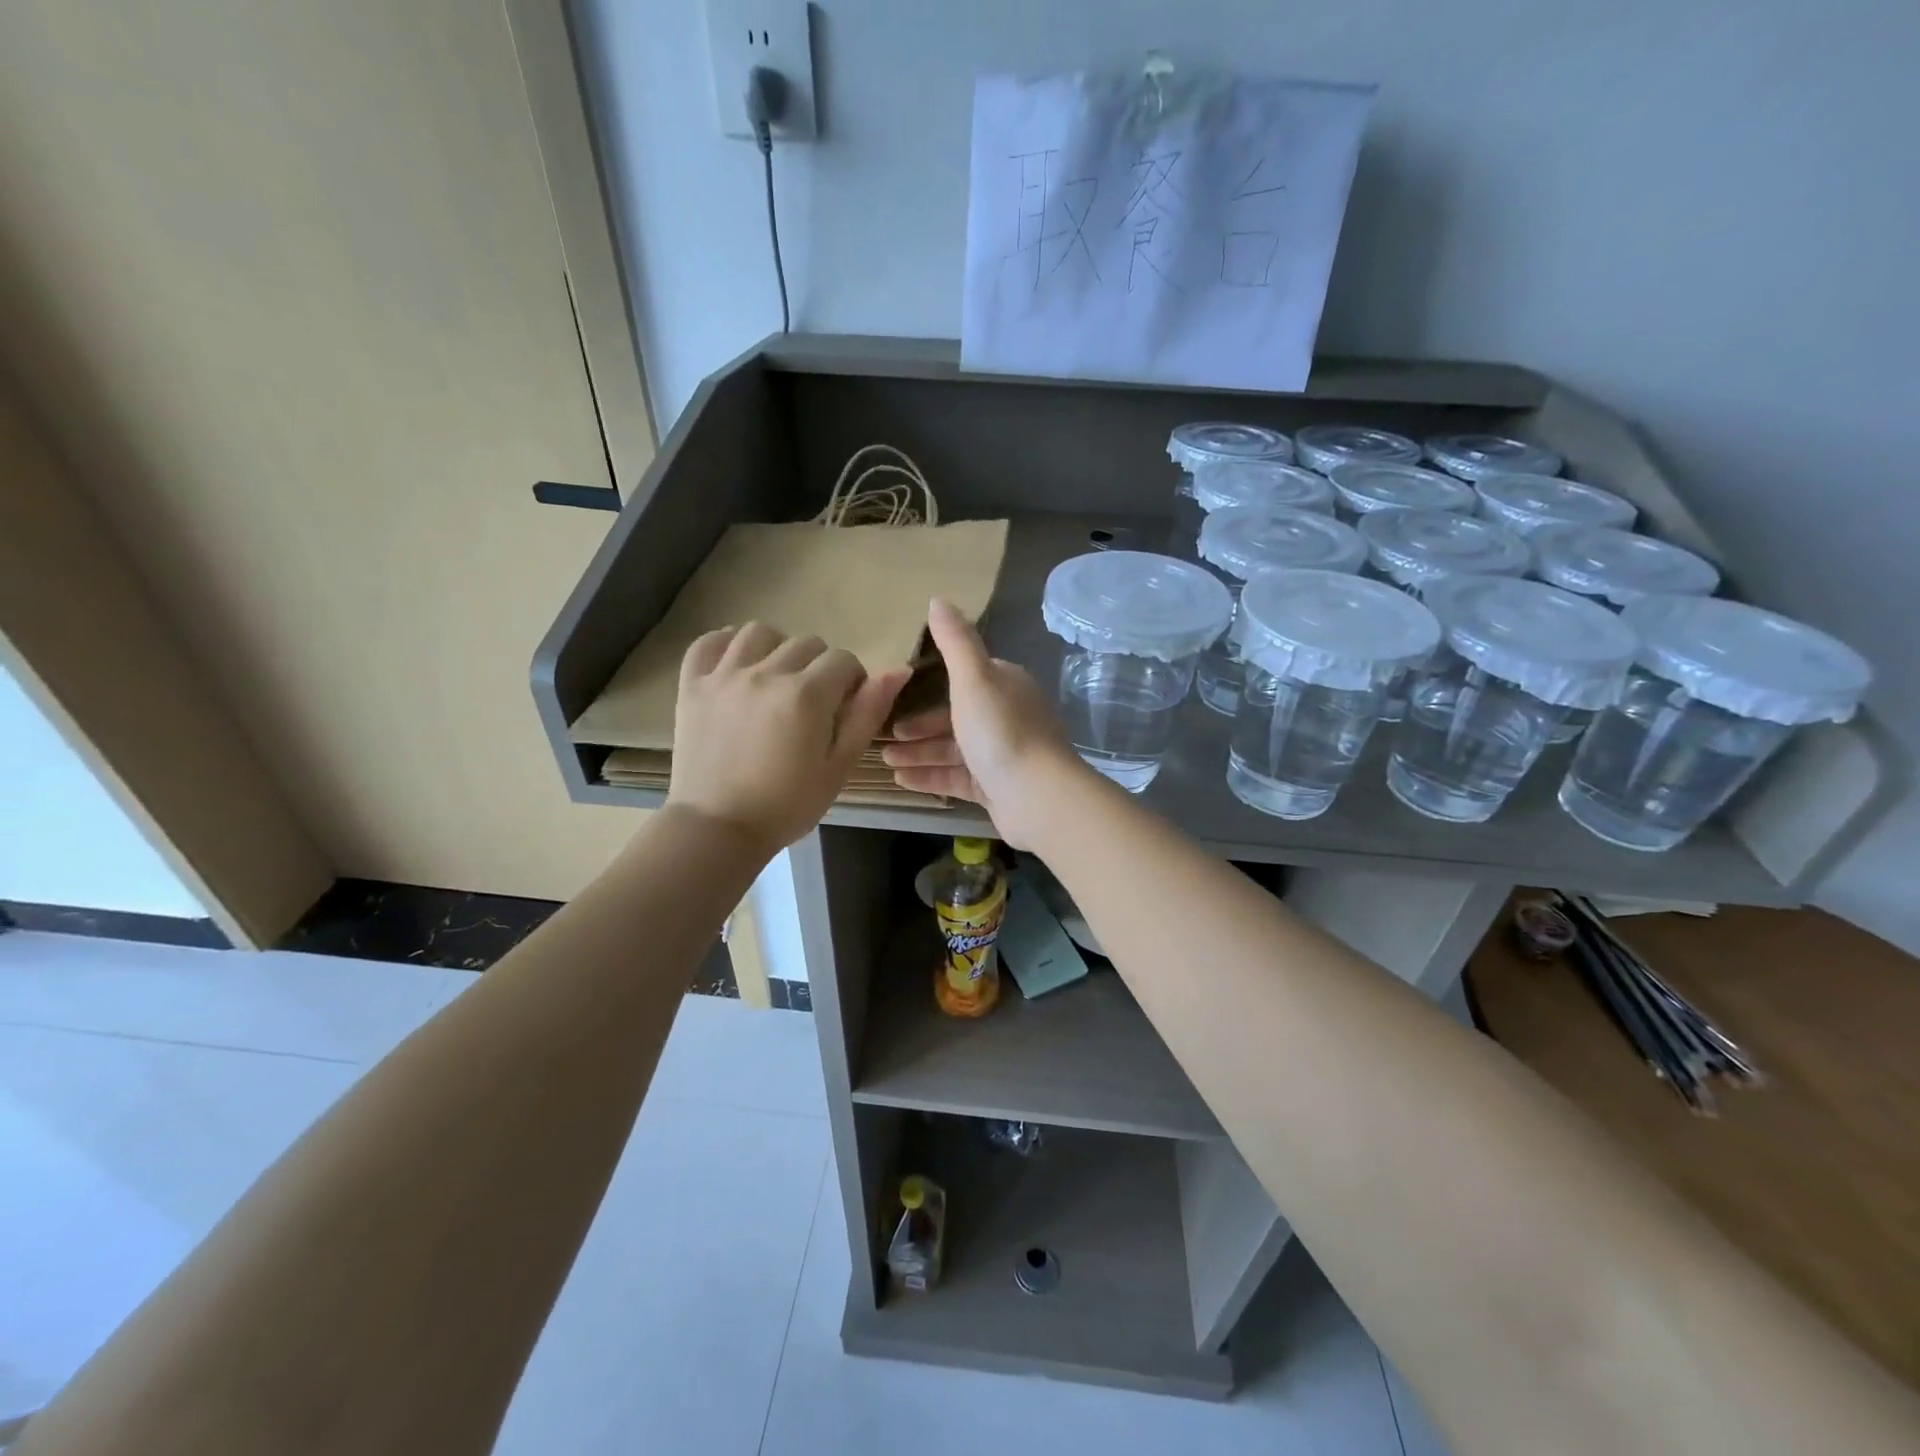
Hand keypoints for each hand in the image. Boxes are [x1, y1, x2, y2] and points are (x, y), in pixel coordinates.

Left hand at [668, 622, 907, 853]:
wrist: (718, 830)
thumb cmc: (788, 805)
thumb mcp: (839, 766)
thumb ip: (868, 714)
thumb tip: (899, 669)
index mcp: (807, 695)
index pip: (844, 660)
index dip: (852, 682)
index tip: (844, 709)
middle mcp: (765, 673)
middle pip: (806, 643)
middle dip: (819, 668)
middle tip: (812, 704)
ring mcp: (724, 676)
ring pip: (759, 633)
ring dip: (776, 649)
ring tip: (776, 680)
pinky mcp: (692, 685)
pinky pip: (708, 642)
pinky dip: (725, 645)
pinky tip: (736, 665)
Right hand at [880, 598, 1086, 849]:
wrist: (1038, 797)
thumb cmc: (1001, 731)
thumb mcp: (973, 678)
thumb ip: (955, 641)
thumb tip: (938, 598)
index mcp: (1005, 686)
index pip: (965, 678)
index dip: (931, 685)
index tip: (897, 693)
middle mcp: (1007, 717)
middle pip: (956, 717)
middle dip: (919, 726)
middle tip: (885, 734)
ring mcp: (1003, 755)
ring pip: (954, 750)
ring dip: (919, 753)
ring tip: (885, 759)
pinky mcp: (997, 787)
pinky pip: (958, 778)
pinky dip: (931, 777)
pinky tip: (902, 780)